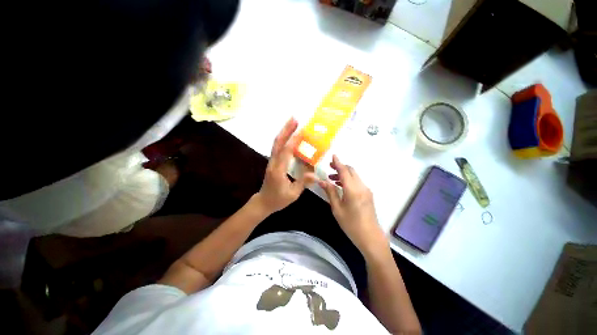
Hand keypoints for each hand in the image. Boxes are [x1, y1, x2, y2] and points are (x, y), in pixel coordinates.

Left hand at [255, 118, 315, 213]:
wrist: (263, 201)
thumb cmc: (278, 199)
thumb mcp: (293, 194)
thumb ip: (303, 182)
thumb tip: (315, 174)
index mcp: (278, 171)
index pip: (285, 152)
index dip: (293, 141)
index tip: (301, 131)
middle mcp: (273, 163)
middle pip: (278, 143)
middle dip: (286, 130)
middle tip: (294, 119)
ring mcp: (271, 161)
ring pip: (276, 144)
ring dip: (284, 132)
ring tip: (292, 123)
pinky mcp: (272, 162)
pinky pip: (277, 148)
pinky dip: (283, 139)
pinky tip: (289, 135)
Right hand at [319, 155, 387, 256]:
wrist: (370, 237)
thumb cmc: (351, 224)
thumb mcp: (337, 208)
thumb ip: (330, 192)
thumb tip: (322, 181)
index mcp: (352, 189)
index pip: (344, 171)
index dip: (338, 163)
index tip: (333, 156)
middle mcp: (361, 186)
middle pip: (351, 171)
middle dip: (341, 167)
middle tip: (330, 168)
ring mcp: (366, 190)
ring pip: (355, 176)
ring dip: (344, 174)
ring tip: (333, 178)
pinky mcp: (368, 194)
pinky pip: (357, 182)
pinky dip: (349, 180)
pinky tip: (342, 186)